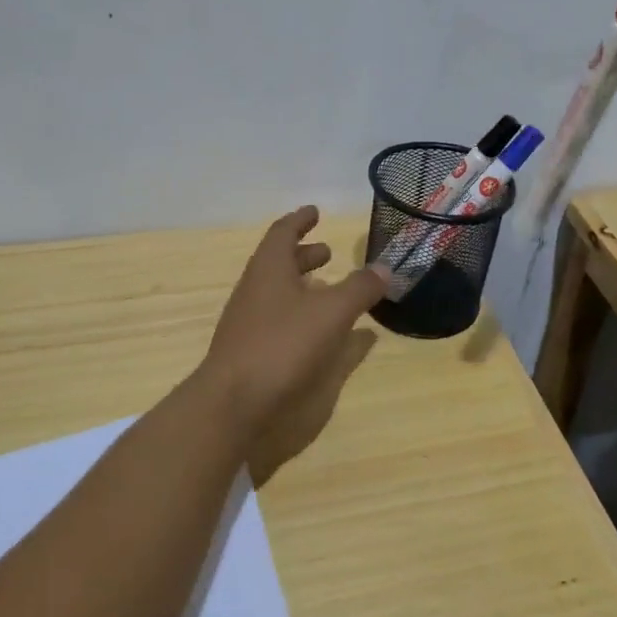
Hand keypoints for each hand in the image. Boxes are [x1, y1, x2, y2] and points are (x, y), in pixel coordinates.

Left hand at [196, 207, 386, 482]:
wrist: (233, 404)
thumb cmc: (282, 345)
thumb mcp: (331, 313)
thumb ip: (359, 289)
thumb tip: (383, 268)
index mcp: (269, 269)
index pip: (283, 233)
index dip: (300, 220)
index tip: (315, 212)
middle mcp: (255, 290)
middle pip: (279, 263)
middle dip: (304, 255)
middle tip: (328, 252)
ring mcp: (250, 322)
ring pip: (278, 293)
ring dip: (303, 286)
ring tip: (330, 290)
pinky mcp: (251, 351)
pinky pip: (279, 320)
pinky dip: (301, 315)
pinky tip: (320, 333)